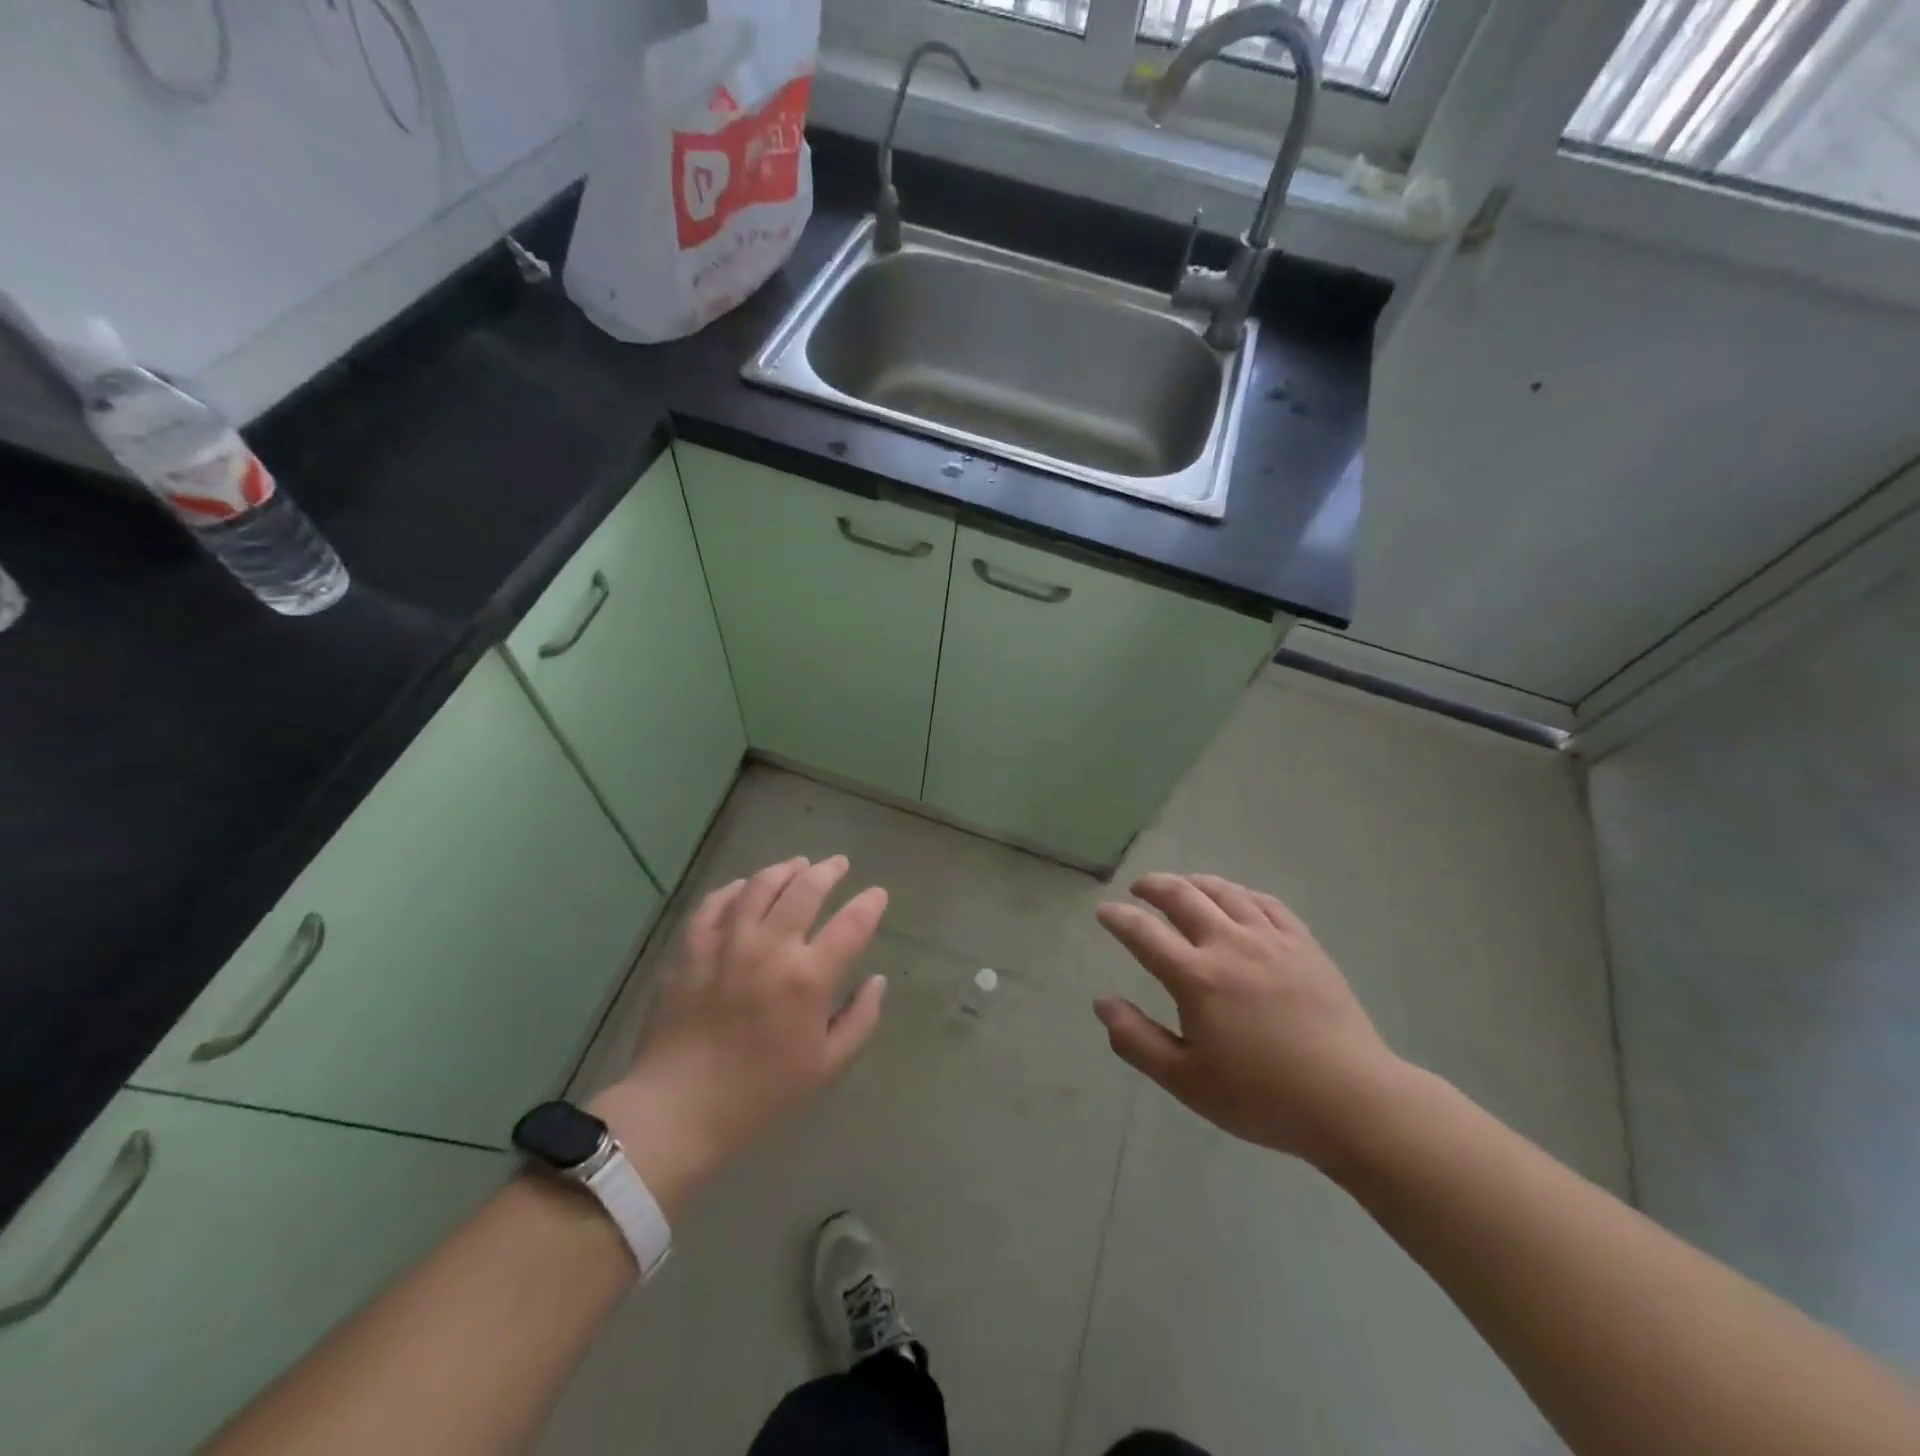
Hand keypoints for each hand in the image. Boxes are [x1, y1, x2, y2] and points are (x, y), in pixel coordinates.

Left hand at [592, 856, 888, 1213]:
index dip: (870, 903)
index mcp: (808, 978)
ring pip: (760, 885)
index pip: (852, 924)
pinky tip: (746, 887)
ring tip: (798, 866)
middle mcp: (770, 948)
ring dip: (785, 869)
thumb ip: (860, 1019)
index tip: (877, 894)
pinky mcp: (692, 946)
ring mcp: (727, 942)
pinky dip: (737, 888)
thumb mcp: (826, 1066)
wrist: (678, 1107)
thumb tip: (877, 981)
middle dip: (829, 871)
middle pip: (806, 889)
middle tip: (839, 865)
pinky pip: (716, 902)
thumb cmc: (760, 1093)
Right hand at [1093, 872, 1401, 1169]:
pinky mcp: (1303, 944)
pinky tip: (1235, 898)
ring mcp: (1270, 939)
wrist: (1352, 1101)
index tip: (1104, 911)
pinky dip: (1240, 893)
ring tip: (1181, 885)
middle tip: (1138, 888)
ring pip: (1224, 892)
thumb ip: (1136, 1040)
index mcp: (1196, 978)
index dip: (1118, 917)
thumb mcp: (1186, 1082)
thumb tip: (1102, 1002)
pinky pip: (1265, 902)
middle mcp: (1229, 945)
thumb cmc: (1262, 1098)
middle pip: (1182, 896)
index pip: (1143, 933)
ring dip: (1194, 882)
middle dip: (1153, 886)